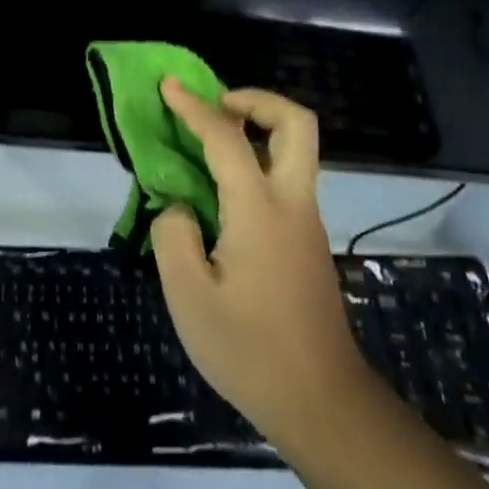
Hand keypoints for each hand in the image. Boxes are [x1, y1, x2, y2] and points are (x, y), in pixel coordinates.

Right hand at [150, 81, 365, 449]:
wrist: (320, 401)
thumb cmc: (248, 349)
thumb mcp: (188, 295)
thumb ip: (174, 235)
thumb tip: (181, 209)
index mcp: (260, 210)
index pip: (226, 138)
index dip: (194, 107)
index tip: (168, 86)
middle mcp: (292, 204)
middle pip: (296, 124)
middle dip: (256, 101)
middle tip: (216, 108)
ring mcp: (305, 223)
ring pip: (294, 152)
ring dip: (256, 131)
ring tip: (207, 146)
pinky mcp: (306, 243)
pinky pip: (284, 181)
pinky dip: (255, 164)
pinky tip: (220, 195)